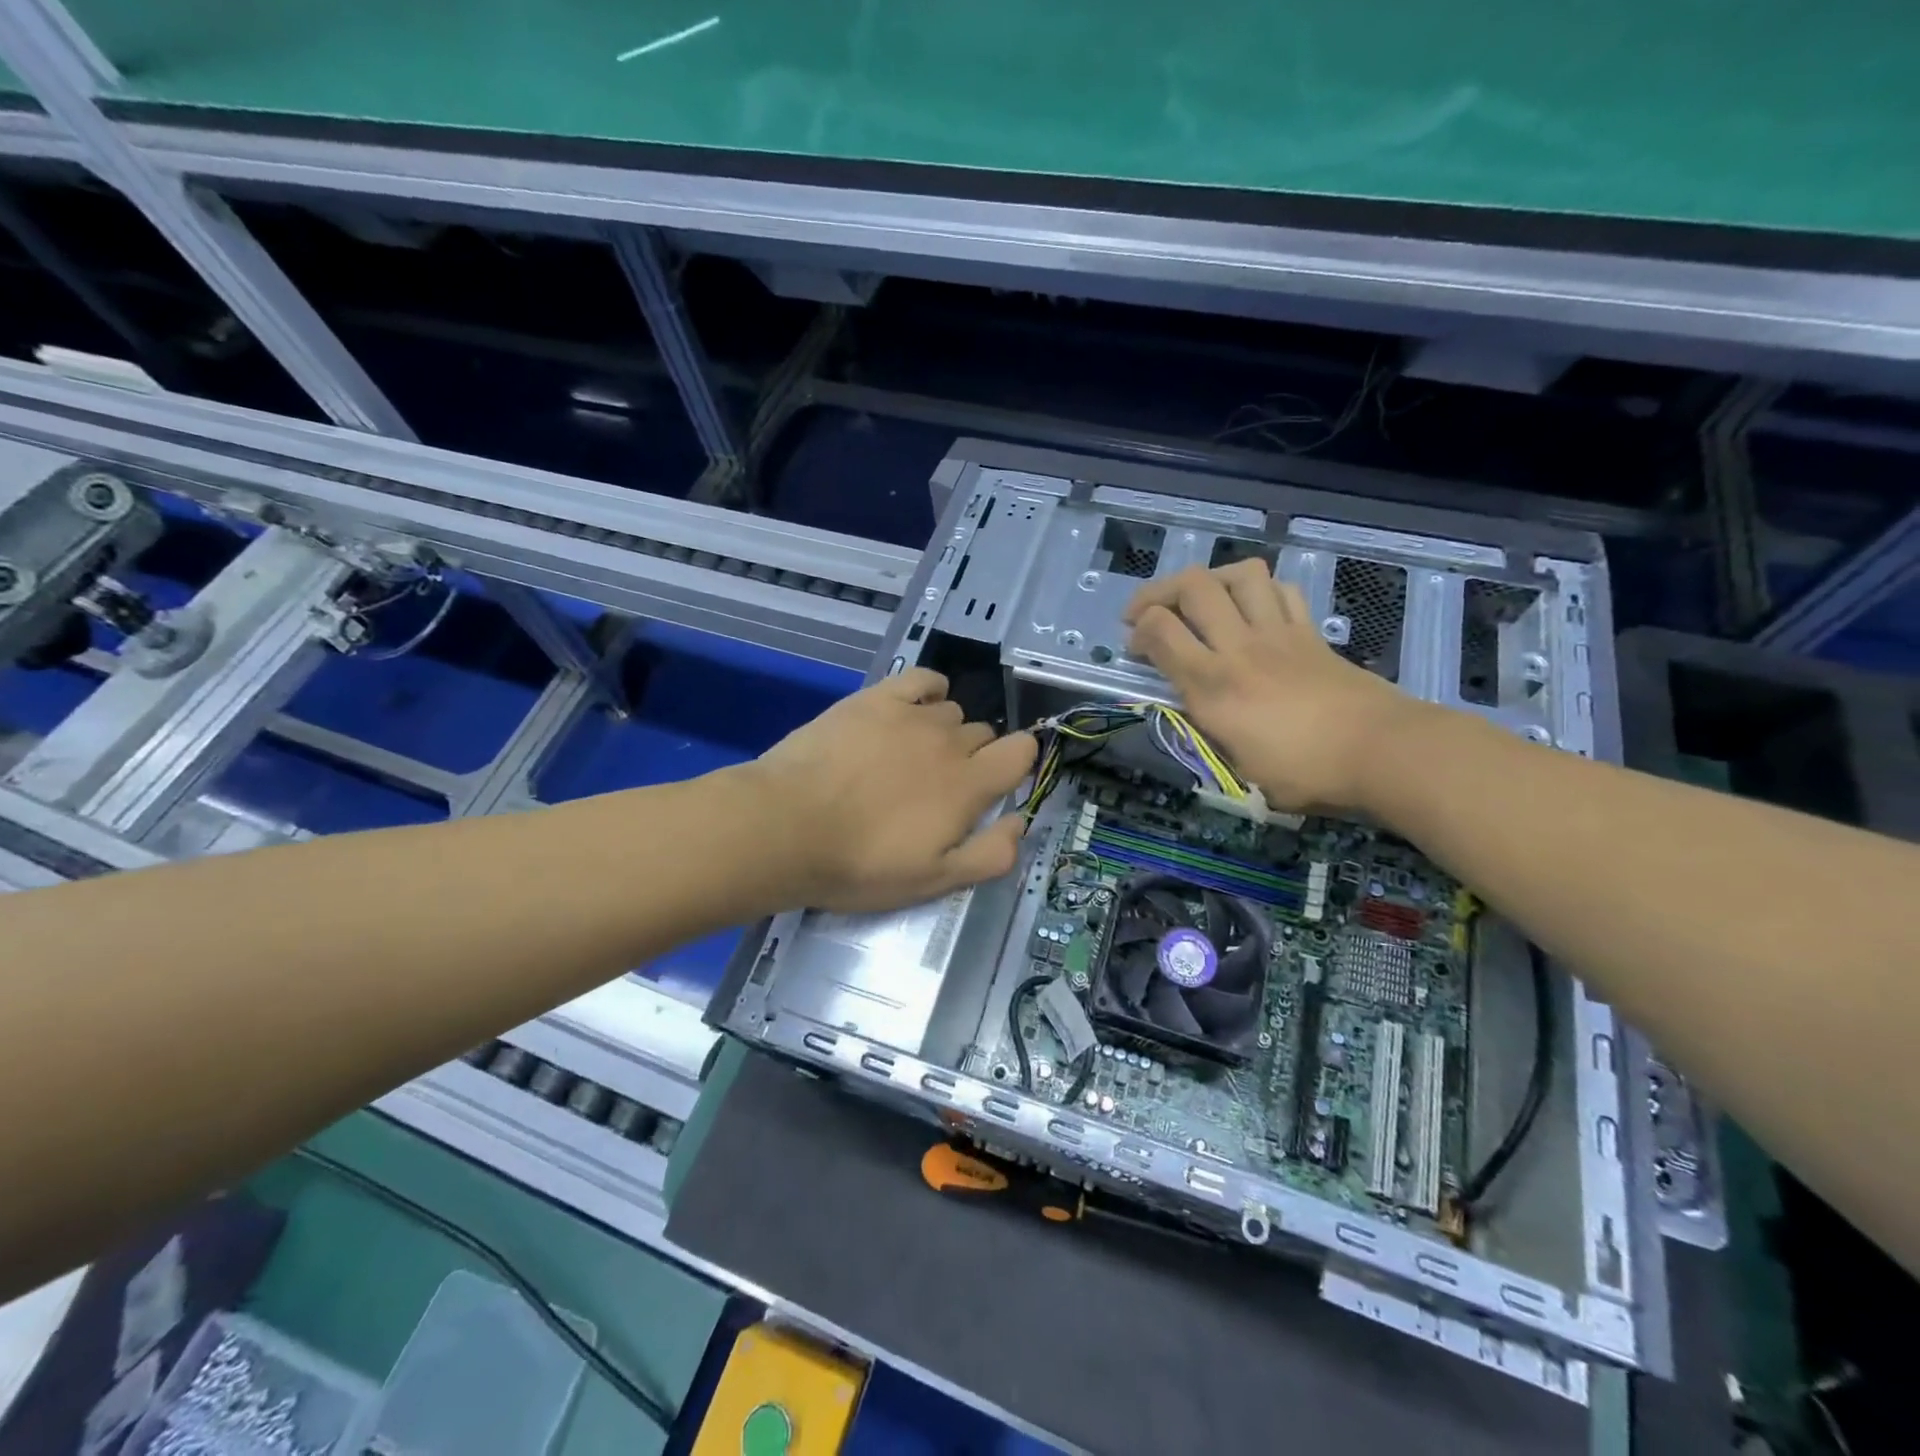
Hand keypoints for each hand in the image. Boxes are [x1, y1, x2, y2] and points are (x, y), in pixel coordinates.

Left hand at [744, 668, 1037, 912]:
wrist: (786, 827)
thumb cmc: (861, 864)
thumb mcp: (933, 881)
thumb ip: (990, 854)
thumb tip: (1020, 821)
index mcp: (969, 785)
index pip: (1021, 752)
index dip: (1017, 764)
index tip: (995, 784)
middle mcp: (950, 741)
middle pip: (984, 734)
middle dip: (973, 758)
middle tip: (936, 789)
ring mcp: (911, 714)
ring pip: (951, 712)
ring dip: (944, 732)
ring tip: (910, 757)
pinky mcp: (875, 698)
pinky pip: (922, 679)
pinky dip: (929, 690)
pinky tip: (915, 706)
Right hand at [1122, 560, 1416, 813]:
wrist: (1382, 752)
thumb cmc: (1305, 773)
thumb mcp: (1237, 770)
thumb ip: (1206, 734)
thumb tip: (1194, 712)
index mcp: (1213, 686)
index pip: (1160, 630)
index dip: (1138, 632)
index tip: (1135, 650)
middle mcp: (1239, 647)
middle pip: (1193, 586)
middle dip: (1159, 592)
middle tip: (1150, 613)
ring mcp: (1279, 633)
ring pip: (1240, 575)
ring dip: (1211, 580)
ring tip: (1201, 603)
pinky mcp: (1310, 632)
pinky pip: (1280, 591)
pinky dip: (1258, 592)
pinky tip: (1251, 612)